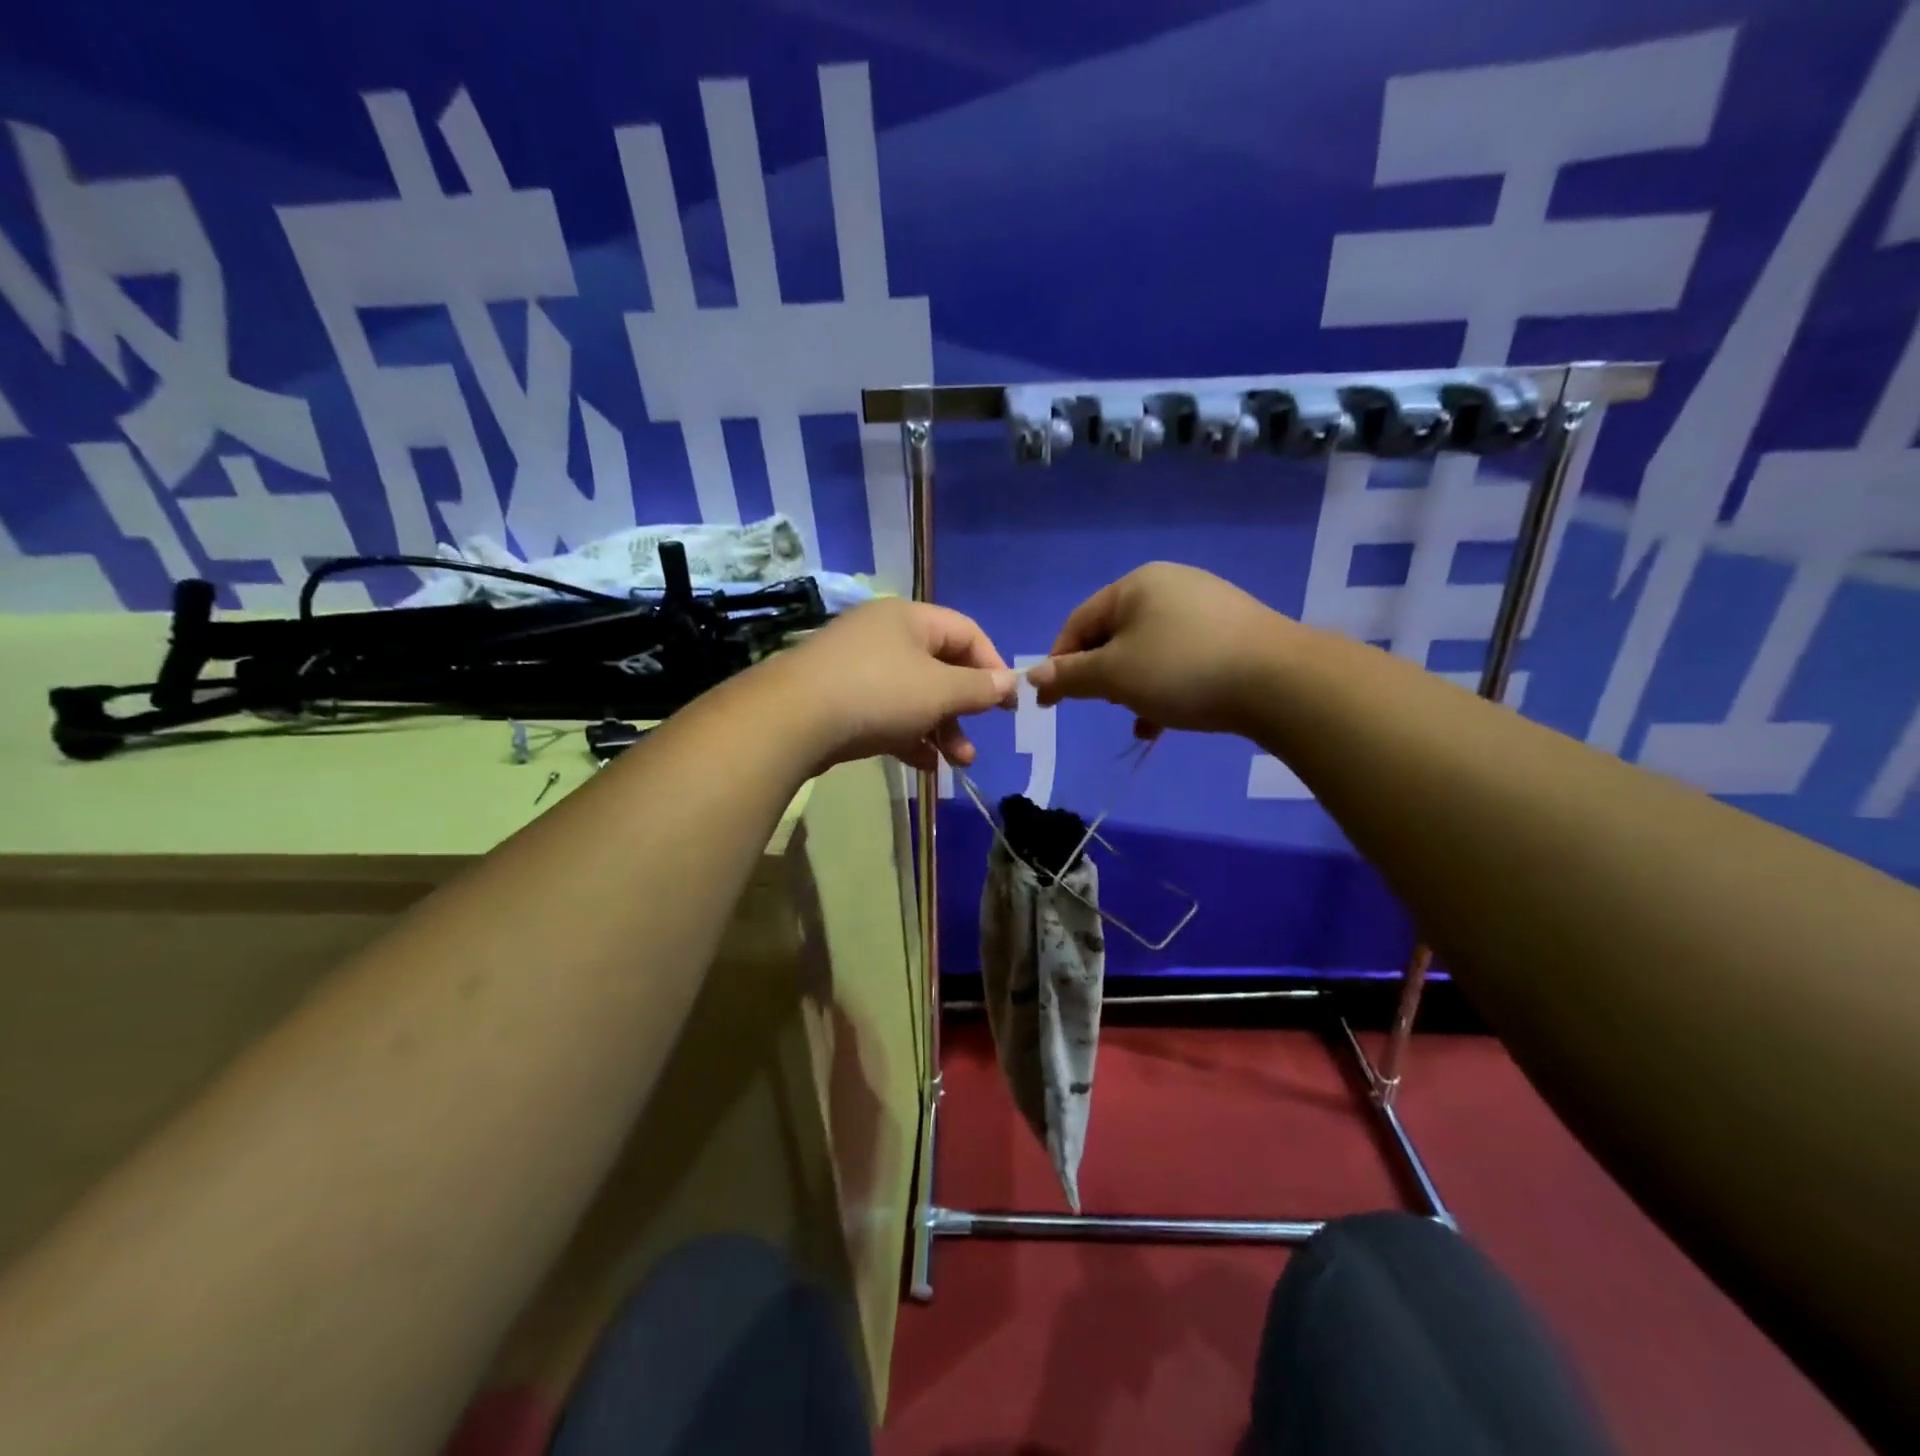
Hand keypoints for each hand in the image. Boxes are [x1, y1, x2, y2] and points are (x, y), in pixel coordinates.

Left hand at [777, 599, 1015, 771]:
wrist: (792, 720)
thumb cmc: (878, 693)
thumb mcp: (938, 690)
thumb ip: (978, 687)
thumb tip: (1008, 681)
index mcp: (910, 618)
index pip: (967, 632)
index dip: (993, 666)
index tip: (1007, 705)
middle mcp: (884, 636)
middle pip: (940, 667)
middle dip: (964, 708)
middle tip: (979, 739)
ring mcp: (859, 668)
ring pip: (914, 696)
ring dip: (942, 729)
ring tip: (958, 763)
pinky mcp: (841, 700)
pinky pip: (888, 714)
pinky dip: (910, 736)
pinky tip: (926, 765)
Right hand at [1027, 562, 1287, 736]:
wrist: (1281, 681)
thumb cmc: (1183, 670)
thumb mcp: (1115, 675)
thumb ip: (1071, 675)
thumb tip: (1034, 674)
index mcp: (1135, 585)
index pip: (1078, 623)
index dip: (1058, 662)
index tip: (1049, 701)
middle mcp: (1169, 586)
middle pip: (1114, 634)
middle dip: (1102, 675)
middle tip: (1103, 705)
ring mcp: (1205, 607)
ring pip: (1148, 650)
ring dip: (1133, 686)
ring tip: (1137, 716)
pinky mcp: (1232, 632)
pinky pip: (1181, 658)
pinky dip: (1165, 686)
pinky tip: (1165, 720)